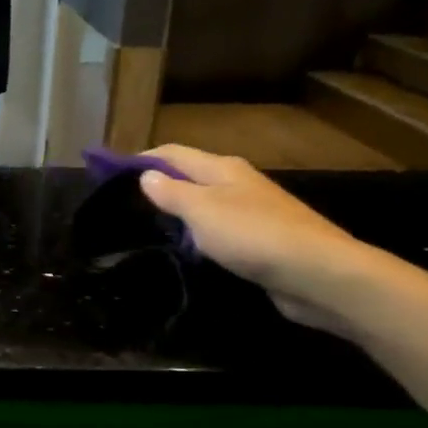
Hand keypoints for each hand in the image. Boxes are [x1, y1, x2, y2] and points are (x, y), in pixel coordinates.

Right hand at [137, 146, 378, 333]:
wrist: (317, 274)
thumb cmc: (252, 234)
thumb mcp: (201, 210)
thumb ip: (171, 192)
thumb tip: (147, 176)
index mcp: (222, 168)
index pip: (173, 153)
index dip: (142, 159)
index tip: (110, 173)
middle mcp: (238, 183)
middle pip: (190, 176)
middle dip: (159, 185)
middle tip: (125, 205)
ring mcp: (253, 212)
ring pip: (205, 204)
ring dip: (179, 212)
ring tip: (149, 229)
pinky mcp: (262, 241)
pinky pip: (220, 230)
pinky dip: (199, 235)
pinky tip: (188, 250)